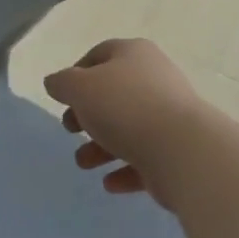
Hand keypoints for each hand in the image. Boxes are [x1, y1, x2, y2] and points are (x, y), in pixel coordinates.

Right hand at [45, 38, 213, 209]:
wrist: (183, 149)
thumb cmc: (124, 107)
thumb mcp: (79, 88)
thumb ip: (62, 83)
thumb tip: (56, 82)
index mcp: (134, 54)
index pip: (100, 55)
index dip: (76, 74)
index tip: (63, 98)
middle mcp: (154, 79)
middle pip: (113, 94)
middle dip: (87, 115)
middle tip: (71, 130)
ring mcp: (169, 115)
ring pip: (128, 128)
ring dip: (101, 147)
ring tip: (84, 163)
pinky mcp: (177, 150)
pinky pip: (145, 157)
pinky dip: (124, 169)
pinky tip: (109, 183)